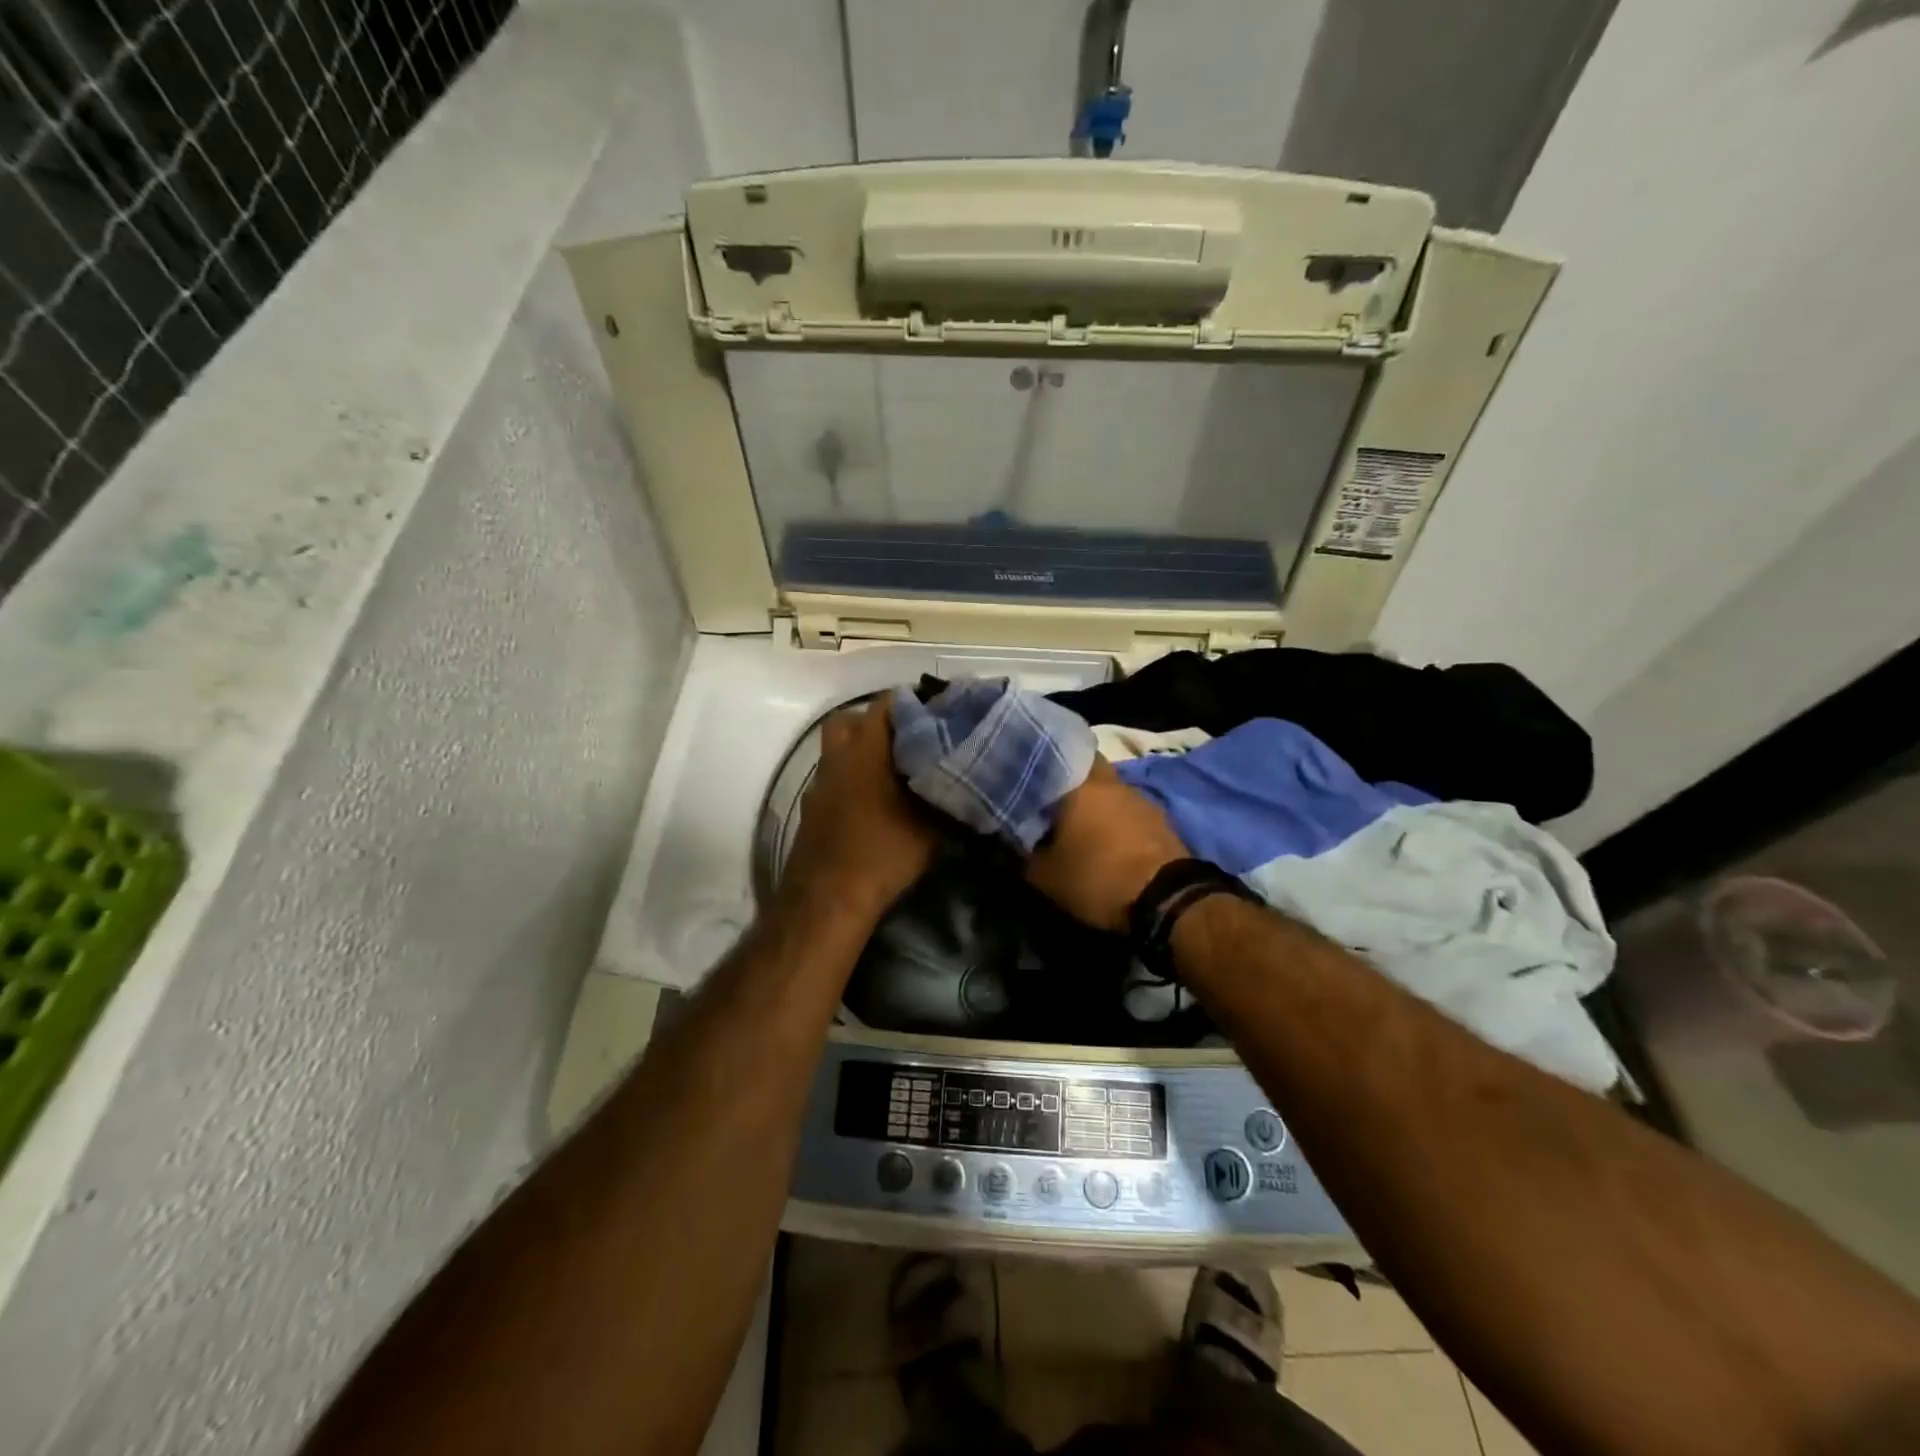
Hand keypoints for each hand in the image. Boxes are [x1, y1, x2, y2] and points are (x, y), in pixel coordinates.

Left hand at [781, 697, 938, 921]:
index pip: (887, 704)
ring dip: (863, 752)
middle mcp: (838, 757)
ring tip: (895, 772)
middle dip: (880, 723)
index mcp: (866, 750)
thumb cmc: (882, 854)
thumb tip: (968, 780)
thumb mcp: (929, 827)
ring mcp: (819, 783)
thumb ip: (947, 797)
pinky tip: (874, 803)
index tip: (939, 714)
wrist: (827, 899)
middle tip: (910, 740)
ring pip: (839, 749)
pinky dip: (852, 779)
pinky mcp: (812, 808)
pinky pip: (834, 778)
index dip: (914, 703)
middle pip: (853, 720)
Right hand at [1026, 758, 1189, 932]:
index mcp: (1080, 784)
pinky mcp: (1158, 818)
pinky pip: (1126, 808)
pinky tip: (1103, 837)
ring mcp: (1138, 797)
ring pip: (1107, 788)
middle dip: (1068, 780)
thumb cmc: (1098, 878)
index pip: (1053, 756)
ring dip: (1093, 800)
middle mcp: (1110, 781)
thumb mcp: (1046, 876)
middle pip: (1085, 767)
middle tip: (1048, 801)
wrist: (1166, 899)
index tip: (1021, 780)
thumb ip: (1023, 854)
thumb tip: (1010, 842)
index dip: (1036, 766)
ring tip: (1075, 822)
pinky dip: (1113, 817)